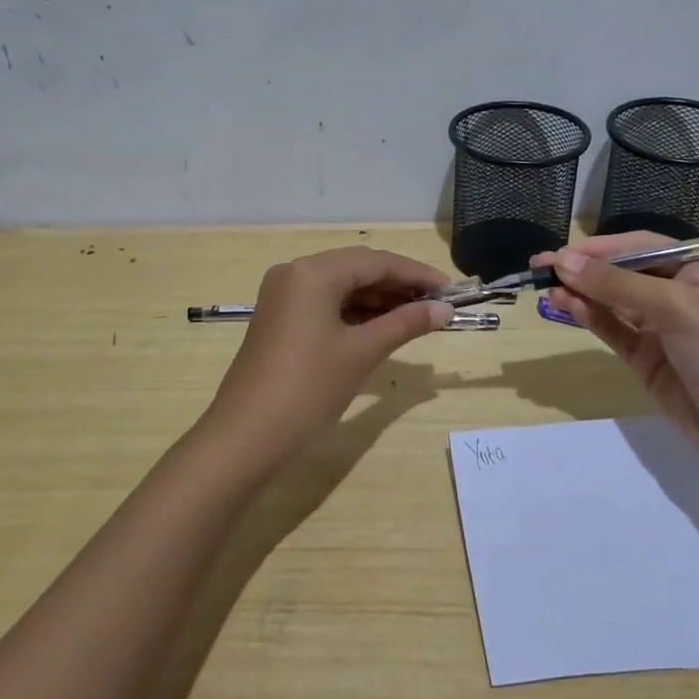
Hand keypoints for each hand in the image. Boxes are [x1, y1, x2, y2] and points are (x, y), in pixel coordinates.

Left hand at [202, 246, 454, 467]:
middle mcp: (295, 273)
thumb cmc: (308, 388)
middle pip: (358, 270)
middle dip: (399, 286)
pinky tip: (382, 327)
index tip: (451, 292)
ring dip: (379, 300)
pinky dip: (355, 314)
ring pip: (342, 287)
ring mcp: (283, 296)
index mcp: (314, 272)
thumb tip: (445, 310)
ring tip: (417, 318)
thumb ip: (405, 324)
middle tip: (437, 307)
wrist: (246, 436)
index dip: (417, 275)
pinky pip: (326, 304)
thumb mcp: (362, 352)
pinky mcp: (280, 319)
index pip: (377, 262)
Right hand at [536, 233, 698, 471]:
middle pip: (624, 273)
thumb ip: (617, 284)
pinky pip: (613, 329)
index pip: (643, 246)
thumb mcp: (675, 307)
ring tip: (546, 288)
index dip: (601, 247)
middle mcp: (681, 294)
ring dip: (582, 293)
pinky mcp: (647, 359)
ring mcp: (663, 329)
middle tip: (540, 267)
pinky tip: (566, 306)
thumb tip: (563, 261)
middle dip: (585, 269)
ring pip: (614, 302)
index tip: (561, 252)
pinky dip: (589, 317)